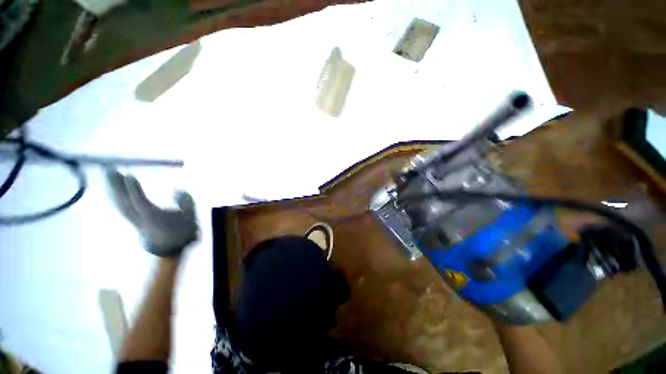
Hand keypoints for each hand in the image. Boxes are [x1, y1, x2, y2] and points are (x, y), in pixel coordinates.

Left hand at [106, 170, 197, 256]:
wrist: (173, 247)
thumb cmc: (183, 230)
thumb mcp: (191, 215)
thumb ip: (186, 201)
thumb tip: (177, 189)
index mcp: (155, 218)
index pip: (140, 202)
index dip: (133, 189)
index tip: (128, 174)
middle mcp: (140, 219)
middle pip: (124, 202)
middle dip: (116, 185)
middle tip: (110, 168)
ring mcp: (134, 221)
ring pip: (119, 204)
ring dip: (112, 189)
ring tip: (109, 174)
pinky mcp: (133, 220)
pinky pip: (121, 207)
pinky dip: (115, 196)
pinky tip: (113, 188)